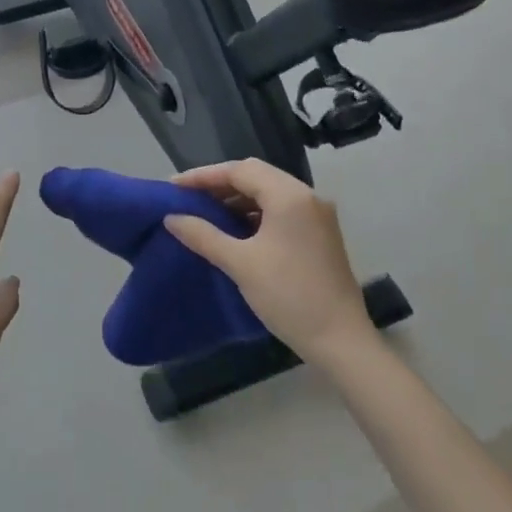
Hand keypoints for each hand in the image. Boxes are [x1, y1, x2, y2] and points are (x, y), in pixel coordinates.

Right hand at [165, 159, 375, 365]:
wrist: (341, 341)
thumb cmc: (288, 296)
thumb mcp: (239, 263)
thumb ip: (203, 235)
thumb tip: (171, 218)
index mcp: (289, 196)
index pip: (239, 170)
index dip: (203, 176)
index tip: (174, 187)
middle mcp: (307, 196)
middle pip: (256, 175)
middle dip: (220, 183)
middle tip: (189, 197)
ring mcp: (317, 214)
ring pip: (269, 191)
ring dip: (238, 198)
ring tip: (207, 212)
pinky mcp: (320, 233)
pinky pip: (281, 208)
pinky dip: (256, 212)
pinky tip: (236, 228)